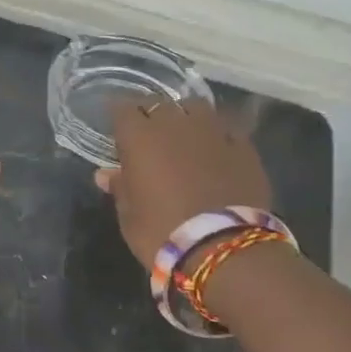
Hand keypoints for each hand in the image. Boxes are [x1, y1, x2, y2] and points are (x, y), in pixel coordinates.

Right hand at [97, 98, 272, 266]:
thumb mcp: (130, 216)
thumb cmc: (161, 233)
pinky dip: (215, 135)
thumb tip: (106, 173)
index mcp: (140, 137)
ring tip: (183, 136)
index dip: (118, 115)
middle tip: (146, 135)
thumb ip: (120, 188)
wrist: (223, 247)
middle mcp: (176, 124)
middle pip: (158, 104)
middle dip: (150, 115)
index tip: (115, 127)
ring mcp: (213, 131)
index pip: (123, 108)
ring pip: (195, 108)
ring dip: (184, 117)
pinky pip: (225, 128)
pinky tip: (215, 150)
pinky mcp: (243, 146)